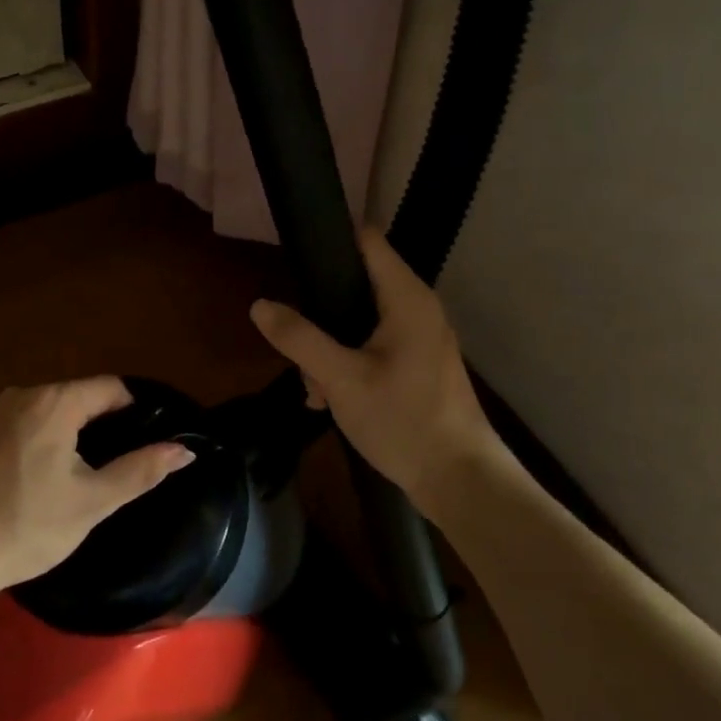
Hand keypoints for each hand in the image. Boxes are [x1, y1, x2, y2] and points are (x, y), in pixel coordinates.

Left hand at [0, 378, 194, 596]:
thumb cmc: (26, 527)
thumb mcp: (92, 502)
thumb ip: (141, 470)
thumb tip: (185, 449)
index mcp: (54, 402)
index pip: (110, 388)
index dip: (135, 409)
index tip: (148, 439)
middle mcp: (21, 395)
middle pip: (77, 397)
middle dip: (101, 424)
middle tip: (116, 465)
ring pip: (48, 412)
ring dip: (70, 434)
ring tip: (81, 475)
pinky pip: (21, 426)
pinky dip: (39, 442)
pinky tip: (38, 480)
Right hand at [249, 228, 507, 520]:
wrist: (461, 481)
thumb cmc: (404, 420)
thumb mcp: (342, 378)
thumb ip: (299, 338)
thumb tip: (259, 305)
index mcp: (406, 297)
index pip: (366, 239)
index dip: (329, 239)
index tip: (291, 257)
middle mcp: (417, 308)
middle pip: (355, 283)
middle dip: (319, 312)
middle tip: (296, 345)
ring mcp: (419, 338)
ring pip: (358, 321)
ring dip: (328, 347)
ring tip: (314, 389)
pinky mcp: (416, 365)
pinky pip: (372, 347)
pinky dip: (347, 364)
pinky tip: (329, 400)